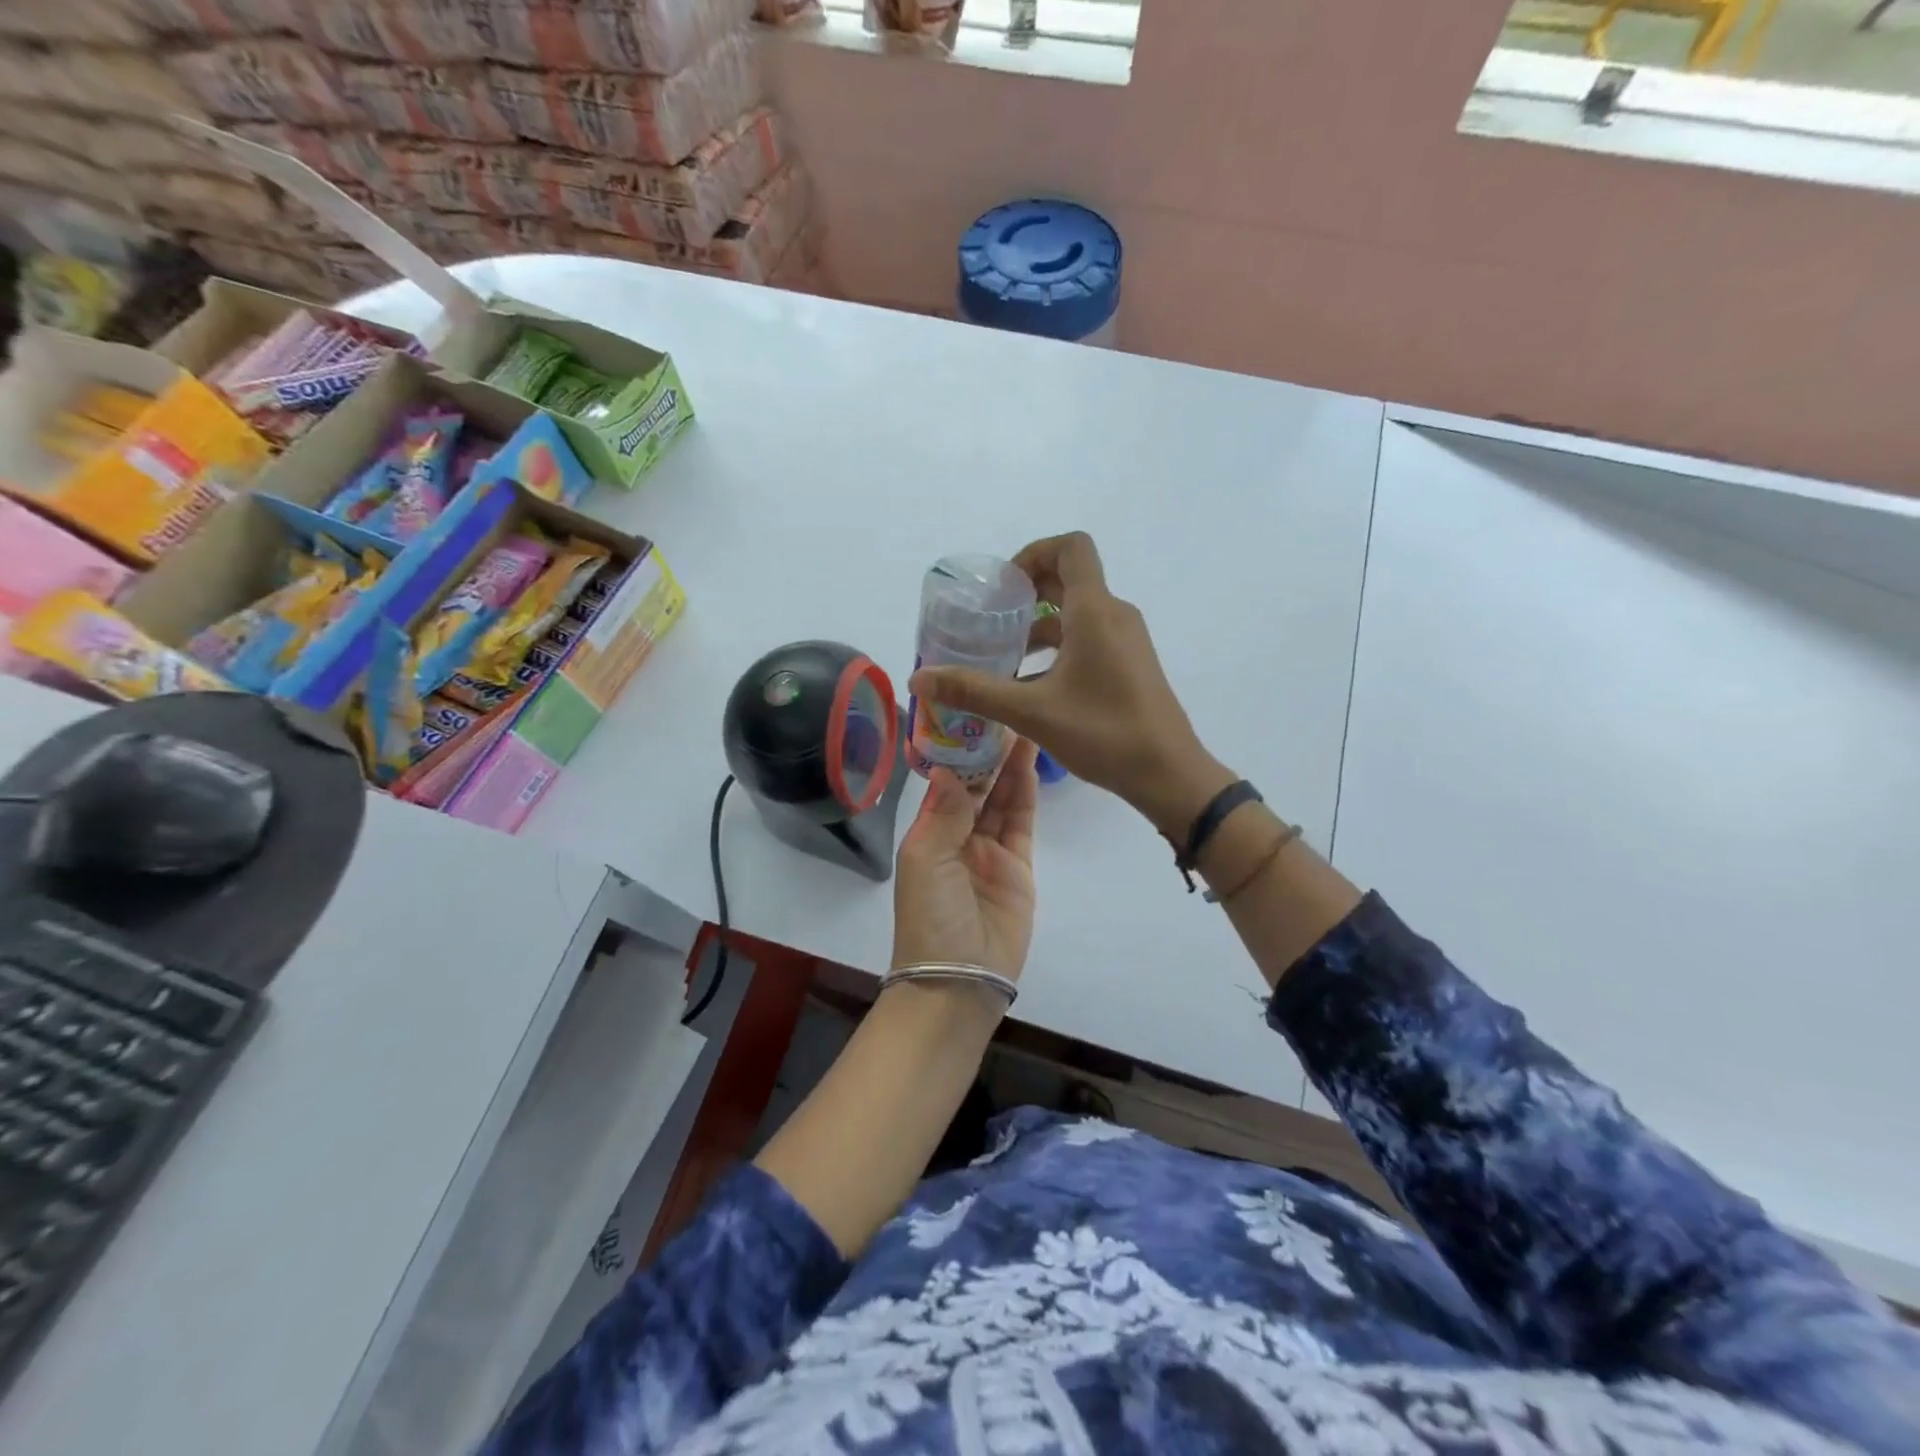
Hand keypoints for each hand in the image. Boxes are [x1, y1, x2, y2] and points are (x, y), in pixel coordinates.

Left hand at [892, 737, 1038, 981]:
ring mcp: (990, 851)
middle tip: (1004, 711)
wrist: (960, 979)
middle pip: (976, 786)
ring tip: (1022, 726)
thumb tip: (945, 766)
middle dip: (988, 752)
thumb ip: (943, 813)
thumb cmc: (931, 916)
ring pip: (1001, 798)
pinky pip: (1021, 822)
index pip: (945, 782)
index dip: (957, 751)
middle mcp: (958, 836)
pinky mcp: (1018, 866)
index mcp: (928, 833)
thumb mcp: (926, 860)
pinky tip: (1029, 763)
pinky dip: (1025, 793)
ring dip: (1009, 766)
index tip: (970, 715)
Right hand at [908, 533, 1234, 838]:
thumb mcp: (1032, 712)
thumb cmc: (1103, 733)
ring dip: (1039, 626)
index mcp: (1095, 611)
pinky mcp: (1130, 664)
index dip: (1034, 553)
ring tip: (1003, 657)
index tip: (1003, 587)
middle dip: (1027, 593)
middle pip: (1069, 579)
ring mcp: (1126, 641)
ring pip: (1077, 613)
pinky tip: (1031, 685)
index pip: (1071, 547)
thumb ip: (974, 691)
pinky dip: (1058, 648)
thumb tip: (920, 679)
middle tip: (990, 620)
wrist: (1169, 773)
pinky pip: (1088, 639)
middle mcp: (1114, 615)